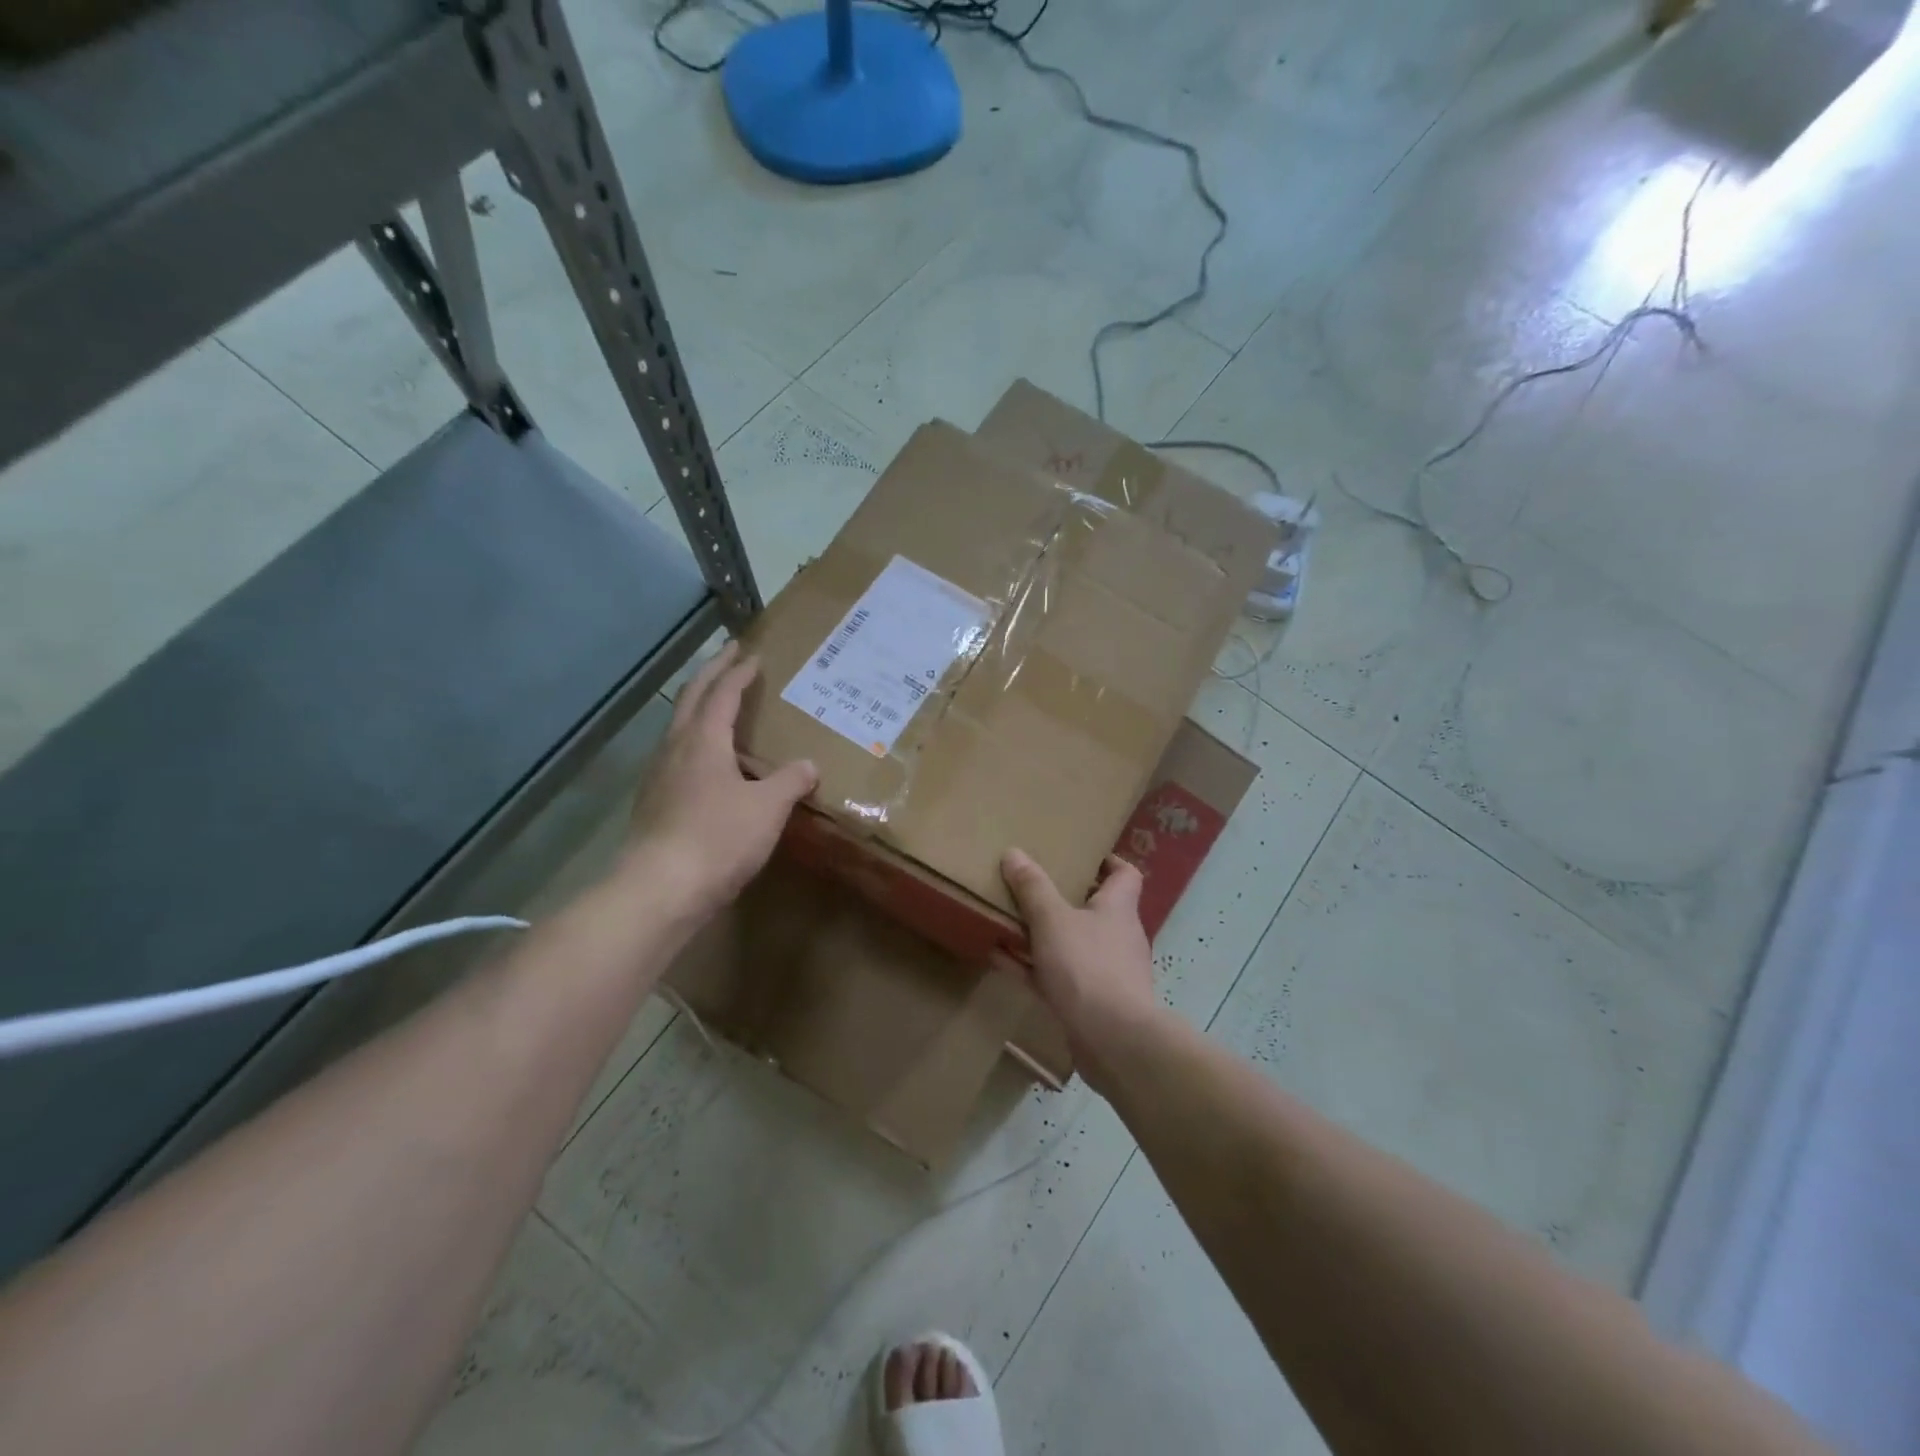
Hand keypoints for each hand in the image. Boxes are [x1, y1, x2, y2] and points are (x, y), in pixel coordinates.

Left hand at [623, 642, 818, 921]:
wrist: (660, 889)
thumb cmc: (718, 838)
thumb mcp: (767, 808)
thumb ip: (790, 781)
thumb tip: (809, 765)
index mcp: (703, 740)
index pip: (722, 693)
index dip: (739, 672)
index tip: (753, 655)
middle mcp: (675, 748)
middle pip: (692, 698)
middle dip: (712, 673)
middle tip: (730, 654)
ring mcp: (658, 775)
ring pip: (679, 726)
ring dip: (699, 706)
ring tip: (720, 705)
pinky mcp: (653, 801)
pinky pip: (676, 755)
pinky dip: (695, 741)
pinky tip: (708, 763)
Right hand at [1000, 848, 1160, 1089]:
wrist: (1114, 1041)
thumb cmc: (1088, 966)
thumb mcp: (1053, 920)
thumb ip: (1033, 888)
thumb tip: (1015, 853)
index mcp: (1118, 908)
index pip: (1125, 875)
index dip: (1107, 862)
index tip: (1080, 856)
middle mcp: (1118, 936)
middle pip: (1094, 909)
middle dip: (1063, 899)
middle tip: (1030, 886)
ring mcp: (1106, 972)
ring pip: (1071, 944)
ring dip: (1042, 935)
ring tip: (1006, 921)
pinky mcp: (1091, 1003)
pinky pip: (1057, 976)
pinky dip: (1032, 967)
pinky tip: (1000, 960)